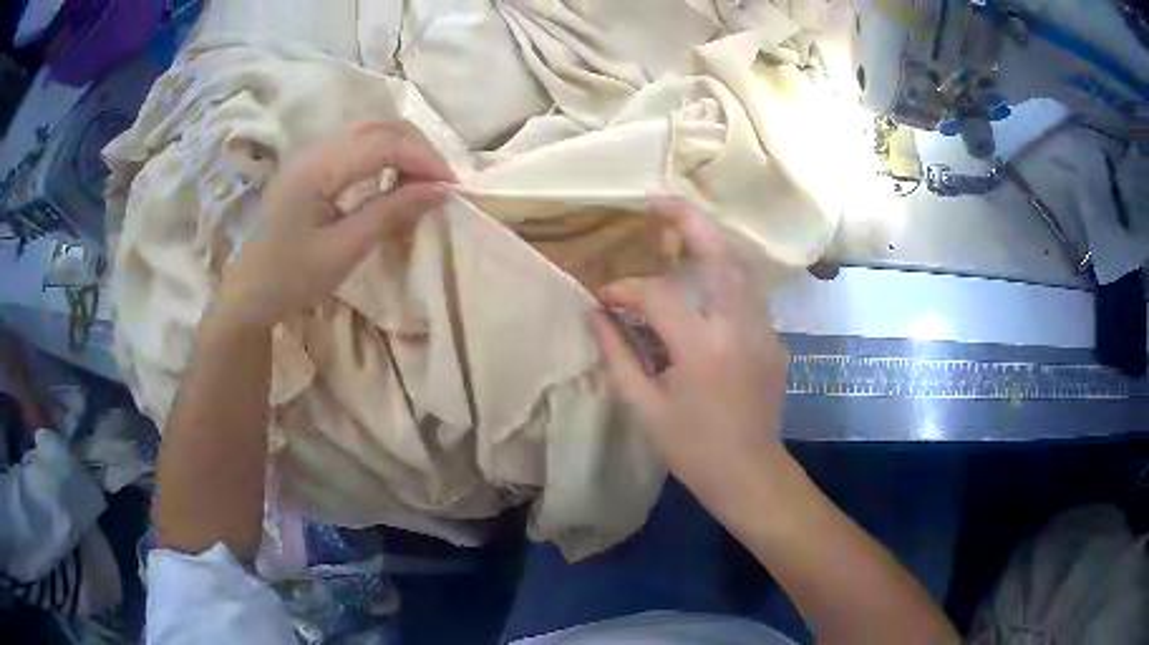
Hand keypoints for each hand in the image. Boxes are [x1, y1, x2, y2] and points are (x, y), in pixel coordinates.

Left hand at [216, 121, 454, 328]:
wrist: (246, 294)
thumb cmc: (290, 278)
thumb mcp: (343, 251)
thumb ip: (390, 213)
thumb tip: (439, 191)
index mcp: (319, 168)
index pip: (385, 144)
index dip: (424, 159)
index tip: (453, 186)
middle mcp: (315, 149)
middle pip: (379, 128)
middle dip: (418, 149)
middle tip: (442, 182)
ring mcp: (311, 155)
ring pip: (369, 132)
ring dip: (402, 149)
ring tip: (423, 180)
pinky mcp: (311, 167)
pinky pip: (356, 147)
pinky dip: (384, 156)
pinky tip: (394, 178)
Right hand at [588, 196, 789, 509]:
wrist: (749, 472)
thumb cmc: (692, 448)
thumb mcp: (645, 407)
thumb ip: (617, 354)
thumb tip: (594, 313)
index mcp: (702, 348)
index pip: (659, 295)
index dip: (626, 290)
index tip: (604, 297)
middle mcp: (740, 326)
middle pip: (720, 253)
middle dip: (688, 220)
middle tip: (656, 203)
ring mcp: (764, 329)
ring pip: (740, 266)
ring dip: (709, 242)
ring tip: (678, 231)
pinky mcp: (773, 338)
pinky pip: (747, 291)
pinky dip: (722, 273)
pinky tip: (701, 279)